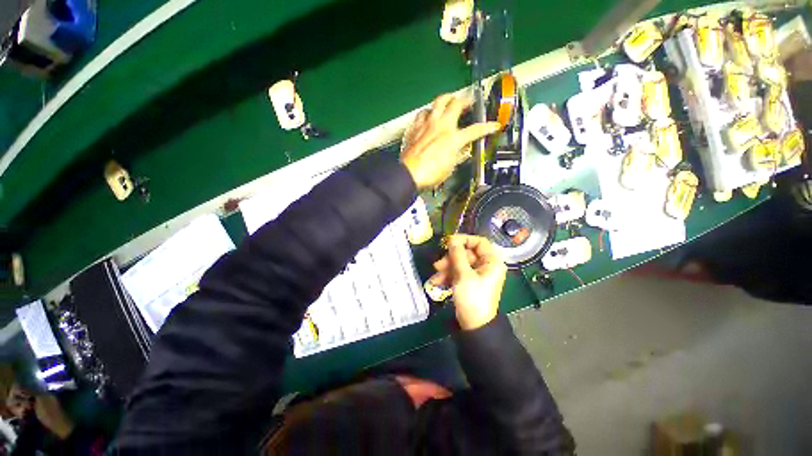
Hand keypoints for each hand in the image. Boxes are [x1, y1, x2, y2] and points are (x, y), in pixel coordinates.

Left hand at [401, 93, 500, 190]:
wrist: (409, 173)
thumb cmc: (431, 173)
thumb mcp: (450, 167)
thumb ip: (458, 155)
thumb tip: (462, 149)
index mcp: (453, 138)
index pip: (475, 130)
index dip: (487, 127)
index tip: (494, 125)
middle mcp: (441, 125)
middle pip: (456, 103)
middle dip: (465, 99)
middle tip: (468, 101)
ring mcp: (427, 124)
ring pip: (438, 102)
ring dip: (446, 99)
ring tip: (448, 102)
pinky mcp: (415, 127)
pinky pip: (422, 113)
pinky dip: (428, 112)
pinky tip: (429, 116)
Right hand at [430, 235, 506, 330]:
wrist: (475, 325)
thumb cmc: (473, 297)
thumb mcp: (463, 274)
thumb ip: (457, 254)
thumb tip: (452, 238)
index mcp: (492, 261)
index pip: (479, 242)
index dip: (464, 240)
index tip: (449, 242)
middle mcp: (486, 265)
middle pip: (466, 253)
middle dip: (451, 258)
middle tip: (438, 264)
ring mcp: (477, 274)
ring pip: (460, 263)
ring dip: (447, 268)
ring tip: (436, 275)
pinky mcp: (469, 281)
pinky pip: (458, 272)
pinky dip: (448, 275)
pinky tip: (437, 281)